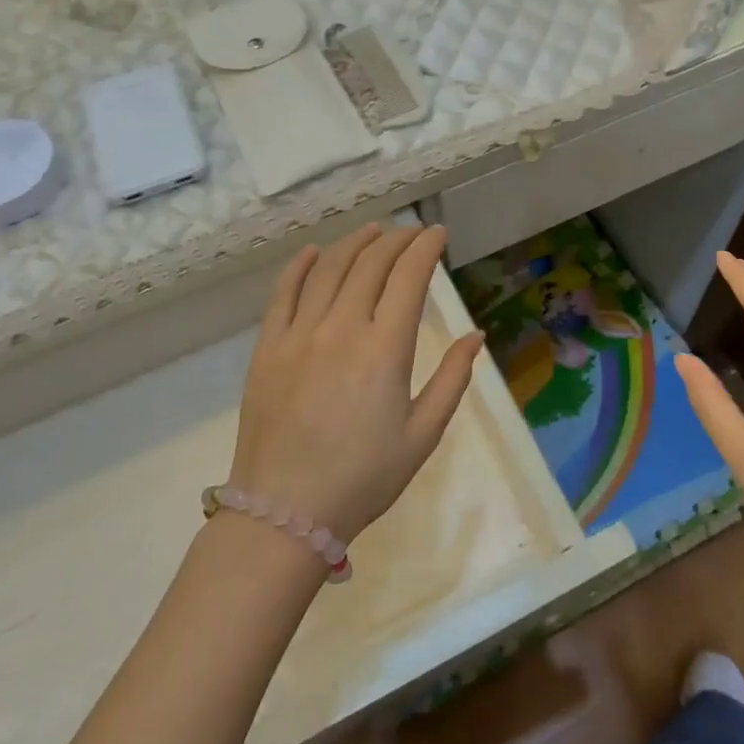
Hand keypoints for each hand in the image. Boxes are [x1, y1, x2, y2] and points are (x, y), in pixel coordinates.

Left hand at [231, 224, 482, 543]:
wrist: (285, 511)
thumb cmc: (364, 478)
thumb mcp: (422, 435)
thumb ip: (451, 379)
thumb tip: (476, 336)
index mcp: (384, 350)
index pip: (408, 278)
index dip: (425, 249)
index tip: (437, 234)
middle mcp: (341, 329)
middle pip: (370, 264)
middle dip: (395, 240)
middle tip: (411, 233)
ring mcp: (298, 334)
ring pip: (328, 269)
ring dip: (354, 243)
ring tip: (372, 231)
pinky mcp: (267, 347)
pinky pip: (283, 292)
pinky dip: (300, 266)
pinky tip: (314, 252)